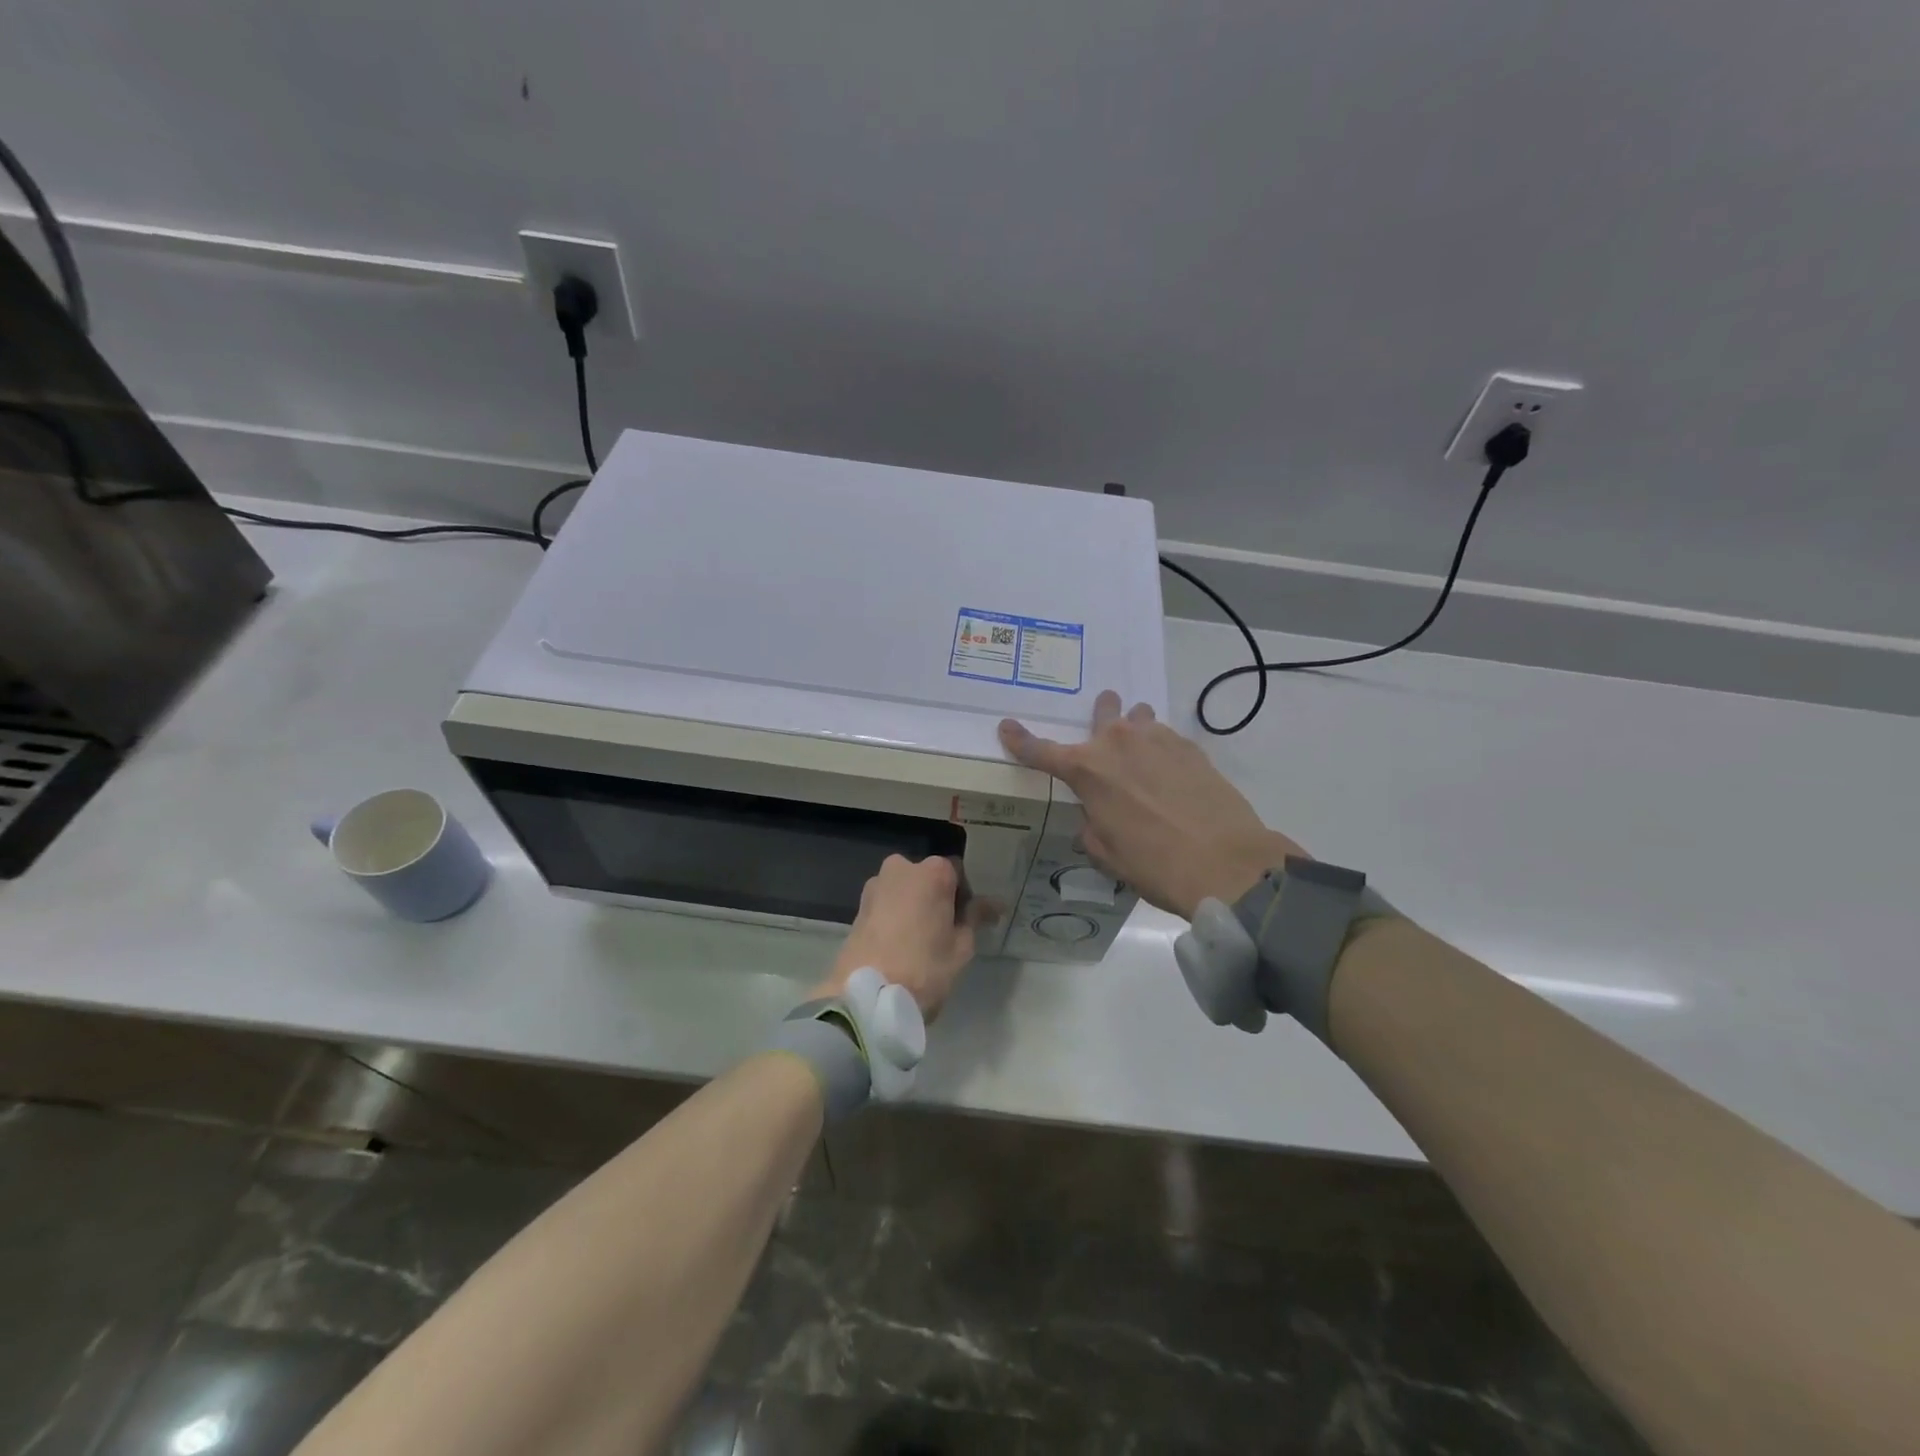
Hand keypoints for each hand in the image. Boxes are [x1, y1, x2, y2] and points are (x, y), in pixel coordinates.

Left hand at [813, 855, 990, 1018]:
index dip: (966, 897)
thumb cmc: (924, 967)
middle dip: (937, 899)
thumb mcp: (961, 946)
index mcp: (932, 872)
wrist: (867, 997)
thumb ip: (976, 917)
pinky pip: (886, 906)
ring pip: (904, 891)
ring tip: (921, 941)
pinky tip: (900, 945)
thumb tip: (994, 904)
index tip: (969, 921)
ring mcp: (875, 886)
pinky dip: (896, 918)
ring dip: (914, 907)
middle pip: (927, 879)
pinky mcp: (857, 908)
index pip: (958, 874)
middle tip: (946, 932)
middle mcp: (901, 868)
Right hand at [999, 689, 1303, 920]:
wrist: (1226, 862)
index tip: (1006, 727)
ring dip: (1135, 729)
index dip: (1020, 740)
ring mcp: (1159, 739)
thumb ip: (1092, 824)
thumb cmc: (1155, 864)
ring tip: (1143, 753)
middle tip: (1104, 725)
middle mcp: (1119, 743)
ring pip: (1139, 718)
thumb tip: (1098, 814)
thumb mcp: (1107, 853)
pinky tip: (1172, 774)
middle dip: (1100, 715)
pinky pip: (1167, 737)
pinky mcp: (1191, 747)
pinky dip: (1162, 750)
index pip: (1041, 751)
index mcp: (1088, 771)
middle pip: (1102, 713)